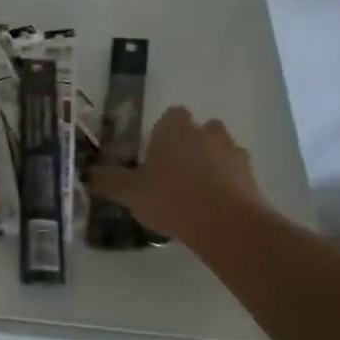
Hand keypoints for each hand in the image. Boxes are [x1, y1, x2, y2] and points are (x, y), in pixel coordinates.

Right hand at [87, 107, 265, 243]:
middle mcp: (206, 131)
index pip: (170, 116)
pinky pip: (234, 175)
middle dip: (188, 146)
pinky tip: (211, 209)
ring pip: (219, 151)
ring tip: (193, 195)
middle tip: (171, 174)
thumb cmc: (171, 198)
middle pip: (198, 131)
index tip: (152, 155)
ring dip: (209, 165)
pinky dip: (225, 186)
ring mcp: (233, 152)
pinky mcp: (251, 176)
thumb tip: (87, 174)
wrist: (226, 223)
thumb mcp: (129, 192)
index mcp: (175, 127)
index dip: (161, 133)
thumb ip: (108, 181)